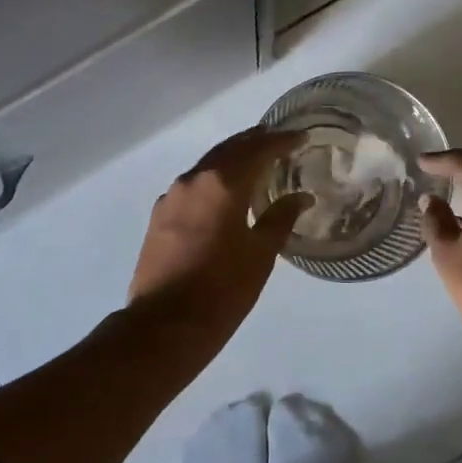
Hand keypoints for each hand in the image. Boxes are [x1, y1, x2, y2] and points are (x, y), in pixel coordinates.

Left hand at [127, 128, 311, 344]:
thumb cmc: (222, 290)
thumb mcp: (260, 255)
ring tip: (254, 160)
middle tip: (277, 139)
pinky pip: (192, 185)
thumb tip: (300, 197)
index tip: (301, 137)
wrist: (165, 325)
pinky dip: (213, 178)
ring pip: (207, 165)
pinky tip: (222, 191)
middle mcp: (194, 180)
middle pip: (229, 149)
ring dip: (231, 158)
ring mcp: (172, 197)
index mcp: (222, 184)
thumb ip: (280, 219)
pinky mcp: (159, 215)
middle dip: (254, 142)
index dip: (281, 142)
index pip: (258, 150)